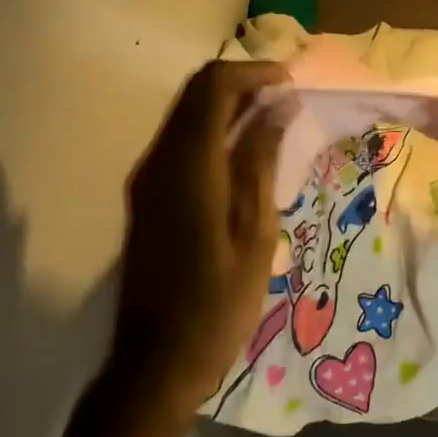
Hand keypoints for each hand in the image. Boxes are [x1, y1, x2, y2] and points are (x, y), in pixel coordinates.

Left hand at [116, 60, 288, 411]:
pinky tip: (245, 150)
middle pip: (195, 93)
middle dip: (241, 82)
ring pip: (186, 114)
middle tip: (286, 96)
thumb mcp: (255, 231)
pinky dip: (213, 129)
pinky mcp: (147, 196)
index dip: (253, 72)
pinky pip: (181, 140)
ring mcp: (147, 179)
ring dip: (227, 104)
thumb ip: (261, 161)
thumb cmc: (217, 302)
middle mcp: (159, 161)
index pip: (213, 87)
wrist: (155, 363)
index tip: (290, 82)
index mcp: (187, 165)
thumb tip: (278, 107)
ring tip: (273, 118)